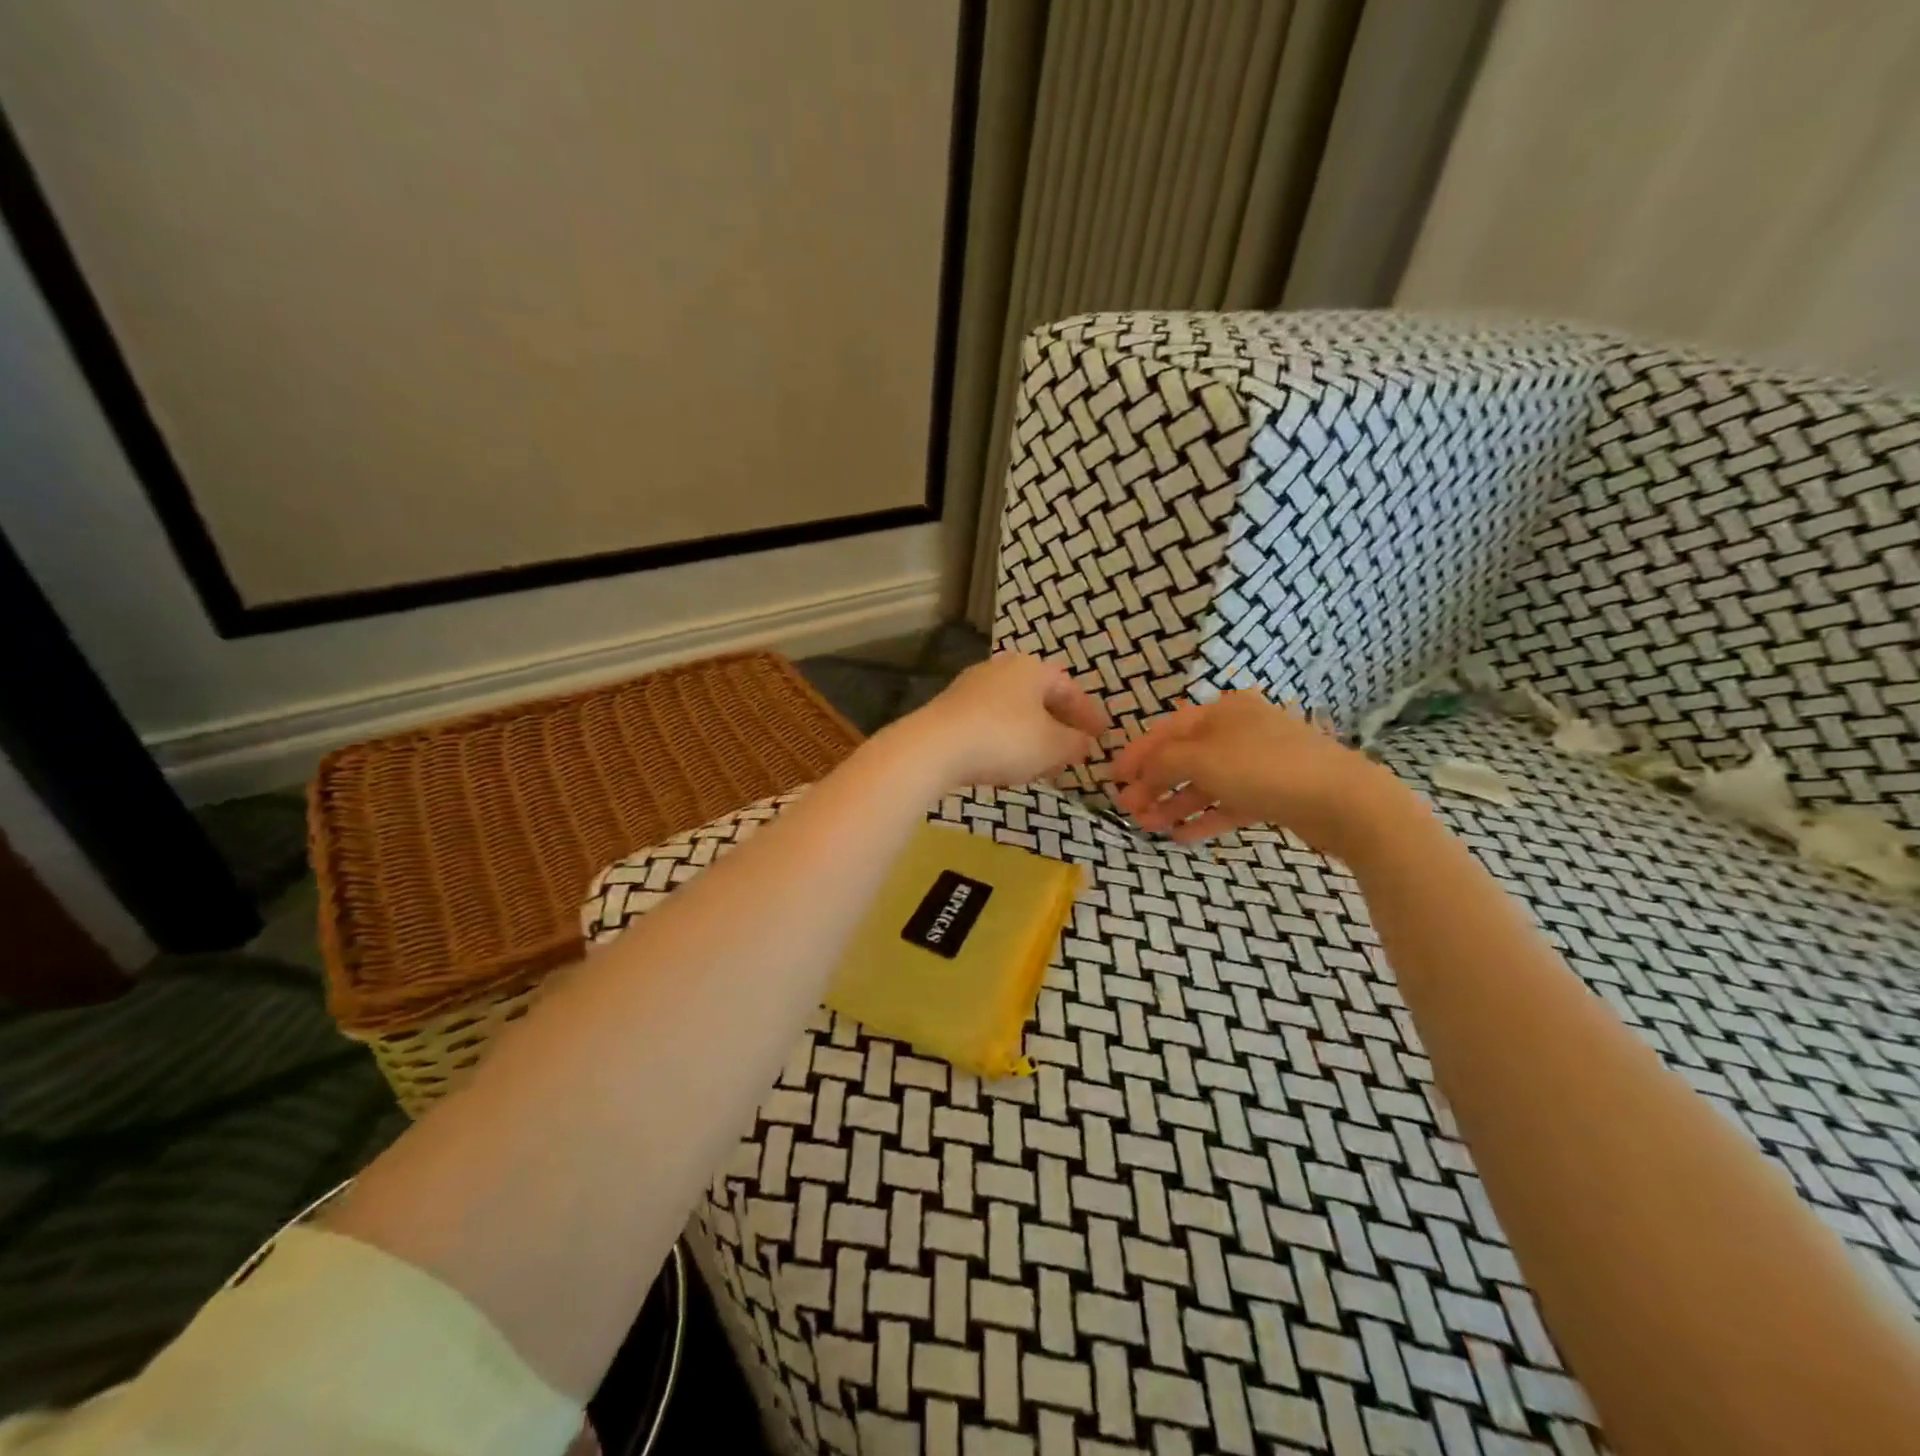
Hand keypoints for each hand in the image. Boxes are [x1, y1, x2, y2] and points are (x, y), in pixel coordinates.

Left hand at [890, 652, 1109, 789]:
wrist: (934, 747)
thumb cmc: (1004, 739)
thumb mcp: (1052, 746)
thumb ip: (1075, 743)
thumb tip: (1084, 743)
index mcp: (1031, 668)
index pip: (1069, 688)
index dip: (1088, 714)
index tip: (1101, 737)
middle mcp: (1001, 669)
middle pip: (1040, 697)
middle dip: (1059, 724)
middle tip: (1073, 750)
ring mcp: (971, 687)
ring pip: (1014, 710)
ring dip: (1033, 734)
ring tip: (1043, 762)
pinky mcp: (950, 710)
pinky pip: (990, 723)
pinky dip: (1007, 740)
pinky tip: (1008, 763)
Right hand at [1108, 690, 1412, 856]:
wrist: (1343, 801)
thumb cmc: (1263, 769)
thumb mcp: (1201, 760)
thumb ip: (1162, 762)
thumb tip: (1140, 772)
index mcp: (1222, 712)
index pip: (1166, 731)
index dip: (1136, 754)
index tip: (1112, 779)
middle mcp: (1239, 731)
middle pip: (1184, 758)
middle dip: (1154, 784)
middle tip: (1127, 809)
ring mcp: (1259, 763)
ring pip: (1205, 783)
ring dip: (1175, 804)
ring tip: (1149, 827)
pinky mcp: (1274, 793)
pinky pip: (1229, 804)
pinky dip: (1205, 817)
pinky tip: (1182, 836)